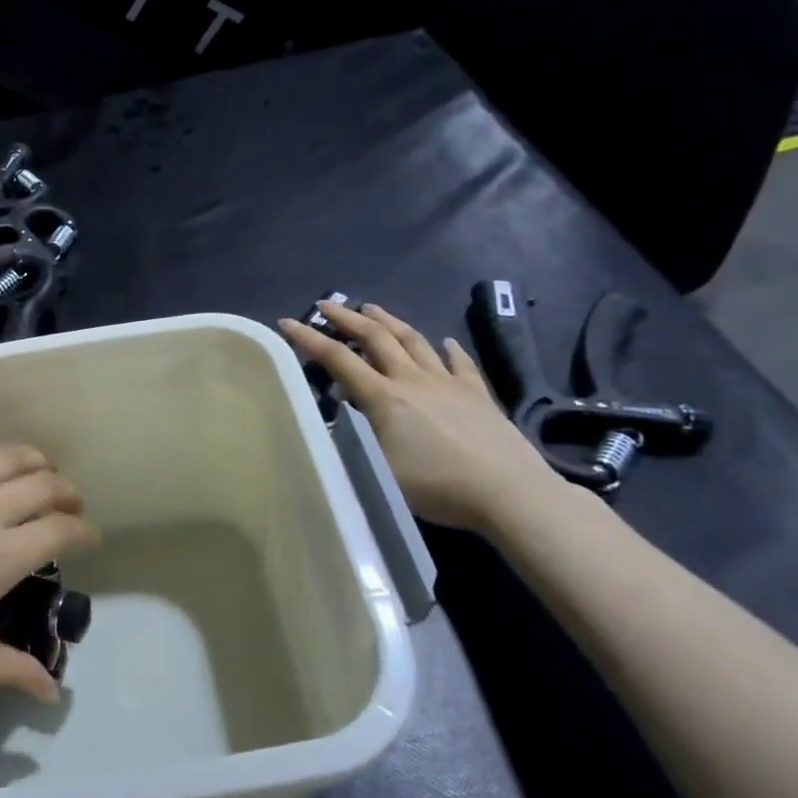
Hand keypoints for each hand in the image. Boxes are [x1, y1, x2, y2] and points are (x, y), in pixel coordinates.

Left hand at [0, 442, 96, 701]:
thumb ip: (12, 670)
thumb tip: (54, 694)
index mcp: (4, 554)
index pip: (62, 529)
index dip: (83, 530)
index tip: (88, 536)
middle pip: (44, 484)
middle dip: (66, 492)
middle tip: (68, 504)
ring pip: (6, 456)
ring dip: (32, 460)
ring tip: (38, 470)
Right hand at [280, 302, 560, 533]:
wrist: (510, 493)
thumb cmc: (437, 486)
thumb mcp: (379, 472)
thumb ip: (354, 442)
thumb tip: (338, 419)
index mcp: (384, 397)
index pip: (338, 359)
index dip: (309, 339)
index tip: (287, 322)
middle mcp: (413, 380)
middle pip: (375, 337)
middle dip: (347, 318)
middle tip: (327, 305)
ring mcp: (448, 383)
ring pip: (414, 341)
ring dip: (389, 321)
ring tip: (372, 308)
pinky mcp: (478, 394)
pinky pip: (459, 362)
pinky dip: (447, 348)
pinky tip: (444, 341)